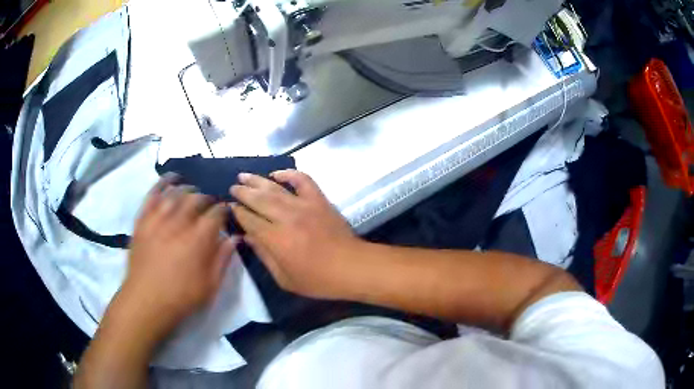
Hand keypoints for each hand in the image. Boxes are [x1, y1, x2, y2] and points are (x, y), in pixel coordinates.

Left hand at [122, 174, 238, 337]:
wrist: (146, 301)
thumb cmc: (181, 297)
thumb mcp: (210, 285)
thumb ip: (223, 259)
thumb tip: (235, 238)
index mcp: (198, 240)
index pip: (216, 214)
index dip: (223, 210)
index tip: (226, 212)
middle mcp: (179, 223)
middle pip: (197, 199)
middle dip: (207, 199)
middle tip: (210, 205)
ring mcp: (158, 219)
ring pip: (176, 193)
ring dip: (188, 189)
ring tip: (193, 192)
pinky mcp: (143, 220)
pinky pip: (152, 195)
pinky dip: (162, 183)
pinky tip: (170, 178)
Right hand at [230, 170, 362, 298]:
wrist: (352, 267)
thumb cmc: (318, 279)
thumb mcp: (285, 278)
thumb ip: (264, 256)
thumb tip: (248, 237)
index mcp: (276, 239)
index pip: (249, 220)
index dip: (238, 213)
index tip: (230, 207)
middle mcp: (286, 217)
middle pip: (258, 199)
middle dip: (242, 192)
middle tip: (233, 187)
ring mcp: (304, 205)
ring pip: (275, 187)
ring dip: (257, 180)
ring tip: (244, 175)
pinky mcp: (319, 200)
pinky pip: (303, 180)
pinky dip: (289, 174)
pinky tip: (277, 173)